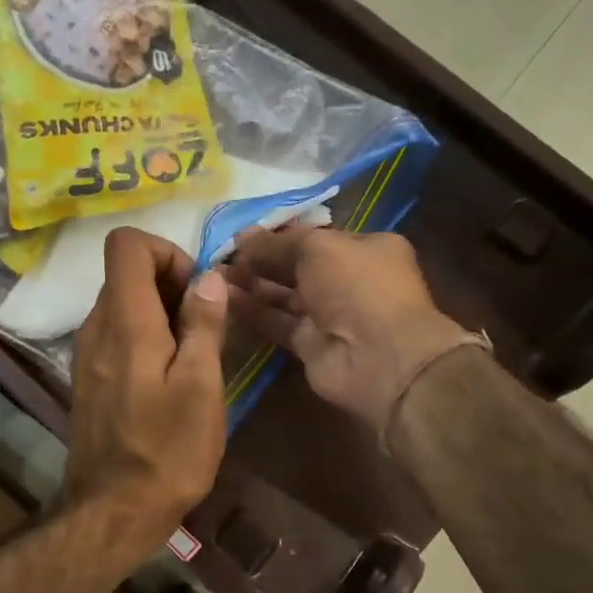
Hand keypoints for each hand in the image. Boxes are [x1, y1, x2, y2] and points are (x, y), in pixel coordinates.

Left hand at [62, 227, 228, 570]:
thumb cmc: (167, 450)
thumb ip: (203, 324)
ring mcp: (87, 354)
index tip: (195, 291)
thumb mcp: (200, 386)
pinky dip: (146, 339)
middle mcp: (96, 327)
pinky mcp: (90, 378)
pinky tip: (170, 380)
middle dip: (171, 285)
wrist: (113, 511)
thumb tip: (208, 276)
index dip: (167, 251)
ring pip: (124, 305)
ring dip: (162, 315)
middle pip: (127, 273)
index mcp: (124, 320)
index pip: (127, 243)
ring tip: (193, 359)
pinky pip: (117, 336)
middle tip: (205, 329)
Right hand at [224, 228, 475, 434]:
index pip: (314, 237)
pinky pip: (276, 322)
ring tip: (213, 274)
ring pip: (283, 295)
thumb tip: (243, 238)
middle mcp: (347, 280)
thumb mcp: (318, 248)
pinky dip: (252, 311)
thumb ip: (278, 243)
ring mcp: (329, 315)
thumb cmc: (358, 287)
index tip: (240, 235)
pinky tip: (223, 299)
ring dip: (251, 284)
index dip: (277, 235)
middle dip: (260, 259)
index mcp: (364, 248)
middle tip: (220, 255)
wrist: (380, 357)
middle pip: (296, 266)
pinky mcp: (310, 345)